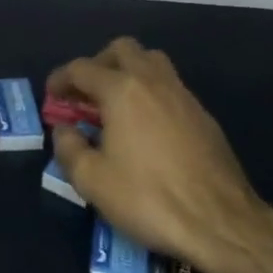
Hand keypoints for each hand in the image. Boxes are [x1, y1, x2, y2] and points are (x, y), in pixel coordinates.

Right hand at [49, 37, 272, 272]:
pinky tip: (146, 126)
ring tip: (116, 104)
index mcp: (122, 89)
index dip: (61, 79)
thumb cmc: (149, 199)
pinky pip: (170, 86)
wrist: (221, 222)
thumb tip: (65, 130)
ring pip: (151, 61)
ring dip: (128, 72)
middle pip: (122, 49)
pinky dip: (150, 93)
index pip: (82, 68)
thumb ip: (69, 149)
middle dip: (98, 64)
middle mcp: (152, 80)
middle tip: (85, 93)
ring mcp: (183, 95)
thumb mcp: (93, 181)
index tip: (52, 96)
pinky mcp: (203, 115)